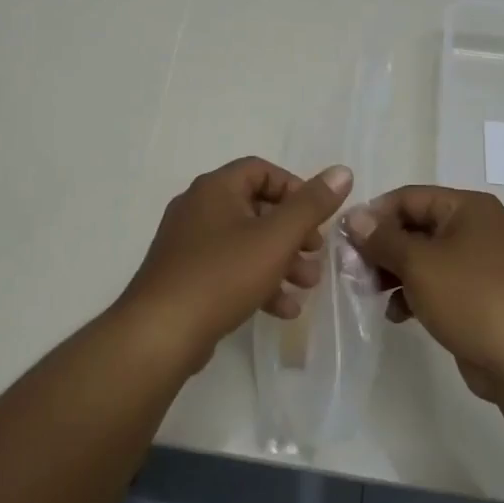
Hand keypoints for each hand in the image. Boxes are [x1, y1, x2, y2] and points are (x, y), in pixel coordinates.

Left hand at [116, 157, 353, 369]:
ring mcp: (188, 244)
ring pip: (245, 243)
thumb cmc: (222, 275)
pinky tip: (283, 309)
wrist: (161, 332)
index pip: (261, 170)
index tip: (317, 216)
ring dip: (281, 261)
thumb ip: (311, 205)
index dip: (295, 188)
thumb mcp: (276, 238)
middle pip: (256, 208)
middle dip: (293, 233)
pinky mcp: (186, 277)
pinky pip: (229, 269)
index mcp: (215, 188)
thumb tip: (342, 172)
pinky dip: (257, 282)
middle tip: (316, 253)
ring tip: (307, 285)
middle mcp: (198, 208)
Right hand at [345, 186, 503, 398]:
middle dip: (382, 248)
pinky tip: (397, 314)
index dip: (374, 215)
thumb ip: (382, 239)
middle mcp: (476, 229)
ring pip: (424, 258)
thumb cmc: (472, 298)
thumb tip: (354, 217)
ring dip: (394, 273)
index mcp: (467, 208)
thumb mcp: (419, 263)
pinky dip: (415, 294)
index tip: (345, 239)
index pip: (408, 197)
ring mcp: (480, 264)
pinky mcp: (479, 297)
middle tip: (353, 270)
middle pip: (415, 227)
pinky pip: (438, 285)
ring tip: (369, 293)